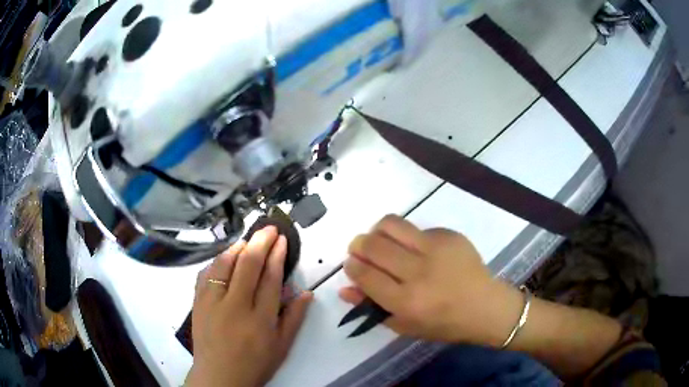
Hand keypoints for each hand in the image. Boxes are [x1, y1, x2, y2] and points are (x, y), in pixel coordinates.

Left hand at [186, 226, 312, 386]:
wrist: (219, 377)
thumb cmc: (255, 364)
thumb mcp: (282, 347)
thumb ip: (295, 318)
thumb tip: (306, 292)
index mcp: (260, 319)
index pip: (270, 278)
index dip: (277, 255)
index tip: (282, 239)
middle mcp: (235, 306)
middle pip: (248, 265)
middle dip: (260, 242)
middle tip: (269, 228)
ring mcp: (213, 303)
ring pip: (224, 265)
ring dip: (237, 248)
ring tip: (247, 240)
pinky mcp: (198, 303)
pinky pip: (206, 274)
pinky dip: (216, 261)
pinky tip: (224, 258)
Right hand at [340, 215, 522, 346]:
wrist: (485, 306)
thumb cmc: (443, 324)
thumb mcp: (405, 325)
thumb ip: (372, 306)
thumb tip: (344, 288)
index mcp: (406, 302)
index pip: (365, 275)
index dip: (352, 266)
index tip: (351, 264)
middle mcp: (419, 272)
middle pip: (373, 246)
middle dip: (358, 245)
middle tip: (361, 249)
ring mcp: (436, 249)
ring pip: (391, 224)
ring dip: (377, 231)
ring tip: (382, 242)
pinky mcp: (449, 235)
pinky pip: (417, 228)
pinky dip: (408, 237)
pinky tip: (418, 250)